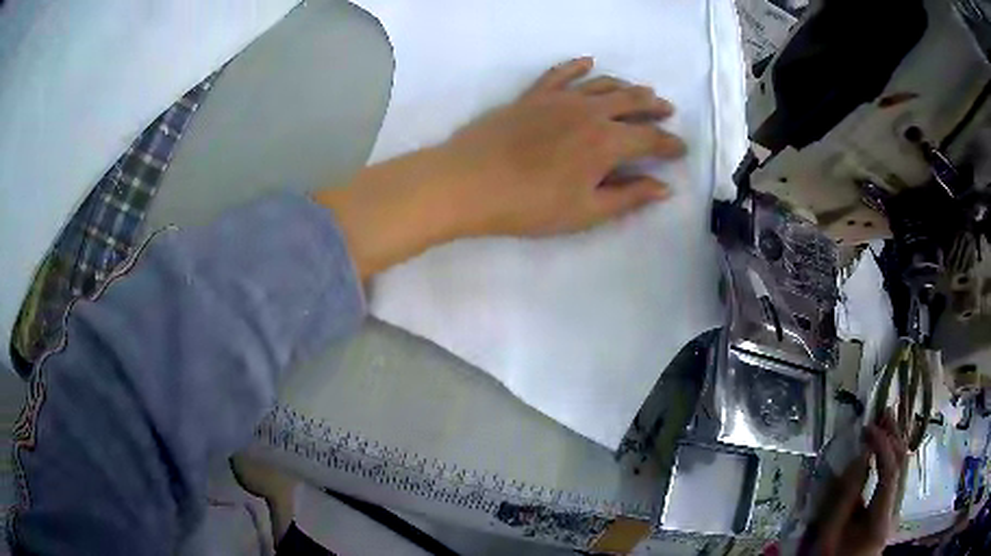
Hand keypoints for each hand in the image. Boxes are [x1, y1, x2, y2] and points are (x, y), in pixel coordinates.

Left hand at [314, 57, 685, 278]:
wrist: (468, 182)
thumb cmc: (530, 205)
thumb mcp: (586, 211)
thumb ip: (628, 197)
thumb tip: (664, 187)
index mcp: (607, 142)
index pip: (650, 139)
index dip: (669, 144)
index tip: (681, 148)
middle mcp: (590, 112)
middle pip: (632, 103)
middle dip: (654, 107)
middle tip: (667, 110)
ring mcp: (560, 99)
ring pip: (603, 85)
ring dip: (626, 87)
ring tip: (641, 91)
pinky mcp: (533, 95)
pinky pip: (560, 73)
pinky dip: (577, 66)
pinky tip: (588, 62)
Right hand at [803, 411, 908, 555]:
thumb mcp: (829, 535)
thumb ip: (844, 499)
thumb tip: (859, 457)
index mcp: (881, 520)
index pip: (890, 473)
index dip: (882, 446)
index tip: (868, 427)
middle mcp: (894, 511)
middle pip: (902, 467)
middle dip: (894, 437)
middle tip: (884, 411)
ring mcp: (893, 511)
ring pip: (901, 470)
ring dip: (895, 443)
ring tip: (887, 420)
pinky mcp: (888, 512)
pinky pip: (895, 479)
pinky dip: (891, 458)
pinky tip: (887, 446)